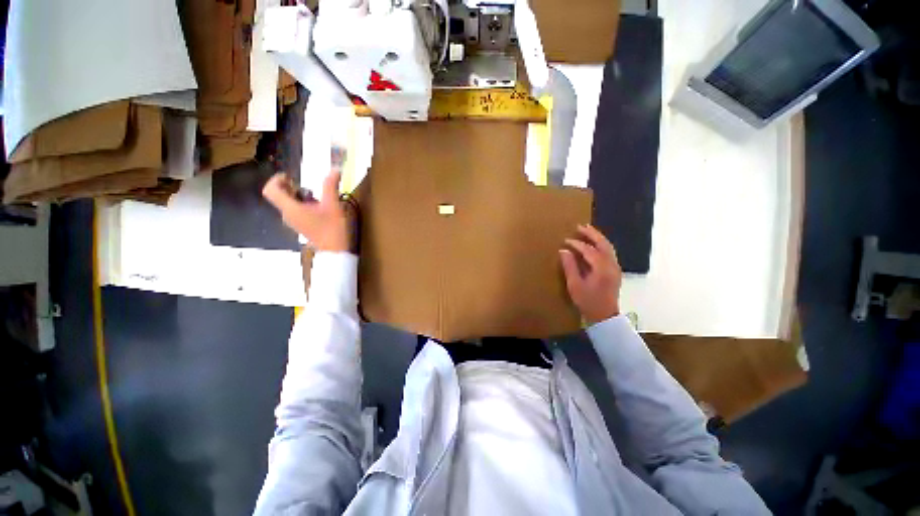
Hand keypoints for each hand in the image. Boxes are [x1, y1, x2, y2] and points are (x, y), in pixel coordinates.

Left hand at [262, 171, 349, 252]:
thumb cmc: (332, 228)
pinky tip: (317, 207)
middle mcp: (287, 214)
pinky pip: (294, 210)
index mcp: (290, 208)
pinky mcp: (299, 225)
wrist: (334, 250)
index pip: (270, 190)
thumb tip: (335, 169)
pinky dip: (301, 203)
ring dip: (297, 195)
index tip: (291, 177)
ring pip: (286, 202)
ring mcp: (292, 221)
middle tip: (306, 186)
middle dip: (289, 186)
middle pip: (278, 195)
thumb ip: (330, 186)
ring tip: (315, 196)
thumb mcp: (333, 205)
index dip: (276, 180)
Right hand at [560, 224, 621, 324]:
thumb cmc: (588, 302)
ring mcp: (615, 268)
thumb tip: (564, 251)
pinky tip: (593, 244)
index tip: (566, 240)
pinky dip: (601, 245)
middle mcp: (612, 265)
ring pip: (608, 247)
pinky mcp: (615, 271)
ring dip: (597, 238)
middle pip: (603, 244)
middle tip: (580, 226)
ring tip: (587, 230)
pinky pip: (609, 252)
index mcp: (602, 269)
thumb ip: (569, 266)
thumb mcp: (575, 285)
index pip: (589, 250)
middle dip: (592, 233)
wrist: (605, 316)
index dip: (577, 244)